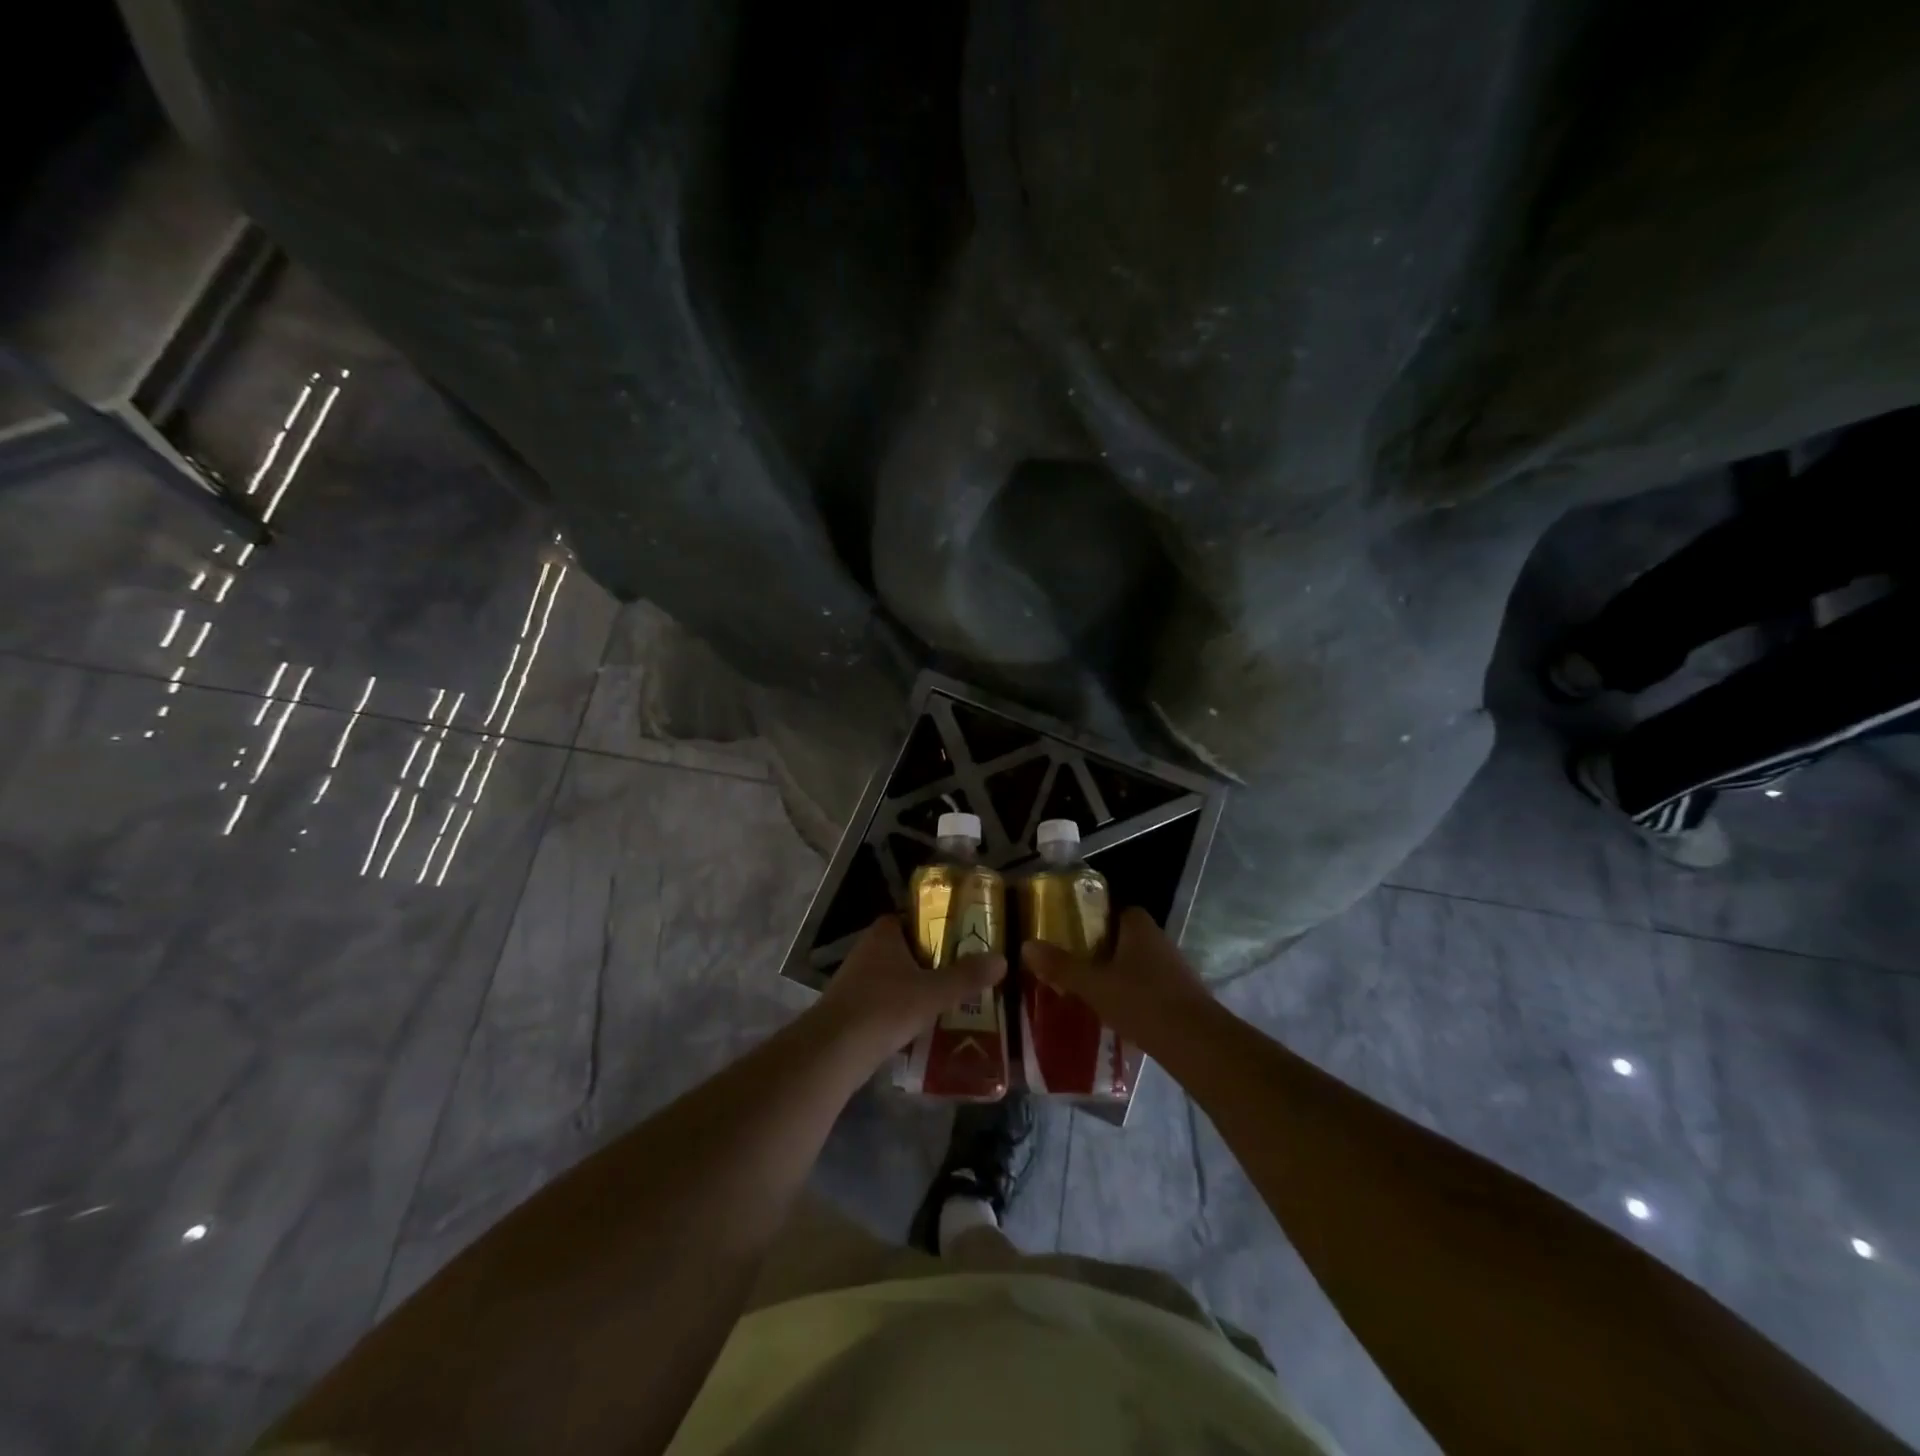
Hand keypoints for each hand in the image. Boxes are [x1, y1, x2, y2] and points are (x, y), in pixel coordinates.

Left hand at [813, 915, 1005, 1067]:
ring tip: (948, 1001)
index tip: (960, 939)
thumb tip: (1002, 959)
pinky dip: (900, 1010)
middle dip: (929, 960)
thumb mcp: (934, 992)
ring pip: (893, 977)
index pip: (911, 918)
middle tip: (962, 972)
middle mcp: (866, 950)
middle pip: (904, 948)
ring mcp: (854, 980)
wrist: (834, 1051)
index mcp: (884, 934)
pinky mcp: (850, 1009)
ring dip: (915, 987)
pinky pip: (883, 1002)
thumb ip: (967, 976)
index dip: (934, 926)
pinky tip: (921, 1026)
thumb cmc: (885, 1007)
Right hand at [1022, 907, 1211, 1053]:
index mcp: (1140, 928)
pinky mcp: (1181, 998)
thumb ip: (1062, 966)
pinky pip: (1150, 989)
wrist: (1195, 1043)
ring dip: (1118, 975)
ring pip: (1138, 965)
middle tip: (1075, 964)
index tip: (1074, 933)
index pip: (1118, 910)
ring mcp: (1174, 970)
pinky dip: (1133, 997)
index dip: (1097, 918)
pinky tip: (1116, 1015)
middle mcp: (1160, 942)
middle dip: (1103, 949)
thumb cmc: (1142, 1001)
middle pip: (1126, 938)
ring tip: (1090, 991)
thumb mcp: (1093, 984)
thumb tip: (1026, 946)